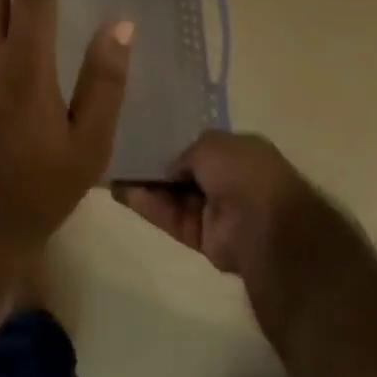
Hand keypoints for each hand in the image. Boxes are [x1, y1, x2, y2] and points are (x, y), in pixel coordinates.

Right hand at [112, 131, 317, 278]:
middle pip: (184, 173)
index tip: (147, 138)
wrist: (262, 224)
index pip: (202, 147)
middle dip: (157, 166)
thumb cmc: (243, 172)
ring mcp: (215, 211)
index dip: (175, 144)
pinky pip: (171, 218)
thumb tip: (170, 168)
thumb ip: (185, 152)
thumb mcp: (212, 143)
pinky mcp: (201, 238)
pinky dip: (149, 207)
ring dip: (146, 186)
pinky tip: (123, 193)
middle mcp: (228, 181)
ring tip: (114, 173)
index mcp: (239, 153)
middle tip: (122, 156)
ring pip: (174, 197)